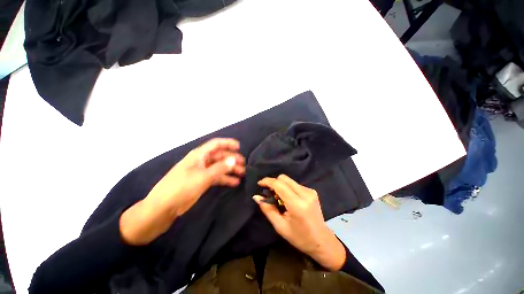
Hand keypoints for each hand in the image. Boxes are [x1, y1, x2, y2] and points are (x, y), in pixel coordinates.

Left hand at [120, 138, 244, 244]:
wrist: (163, 207)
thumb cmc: (181, 187)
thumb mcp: (203, 176)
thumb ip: (220, 167)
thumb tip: (234, 159)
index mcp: (199, 155)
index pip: (216, 144)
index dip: (227, 143)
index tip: (239, 146)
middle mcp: (202, 161)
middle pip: (220, 156)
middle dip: (232, 158)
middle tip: (243, 164)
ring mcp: (203, 171)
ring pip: (220, 167)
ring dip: (231, 169)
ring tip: (242, 173)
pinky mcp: (203, 181)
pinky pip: (217, 177)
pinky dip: (225, 179)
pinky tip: (234, 182)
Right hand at [253, 175, 345, 270]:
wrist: (322, 241)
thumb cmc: (300, 237)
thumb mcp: (280, 226)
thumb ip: (267, 209)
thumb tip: (256, 197)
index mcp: (297, 204)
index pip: (279, 185)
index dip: (268, 181)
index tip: (259, 184)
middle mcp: (305, 194)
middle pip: (284, 178)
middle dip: (274, 183)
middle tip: (269, 194)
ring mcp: (310, 191)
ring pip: (289, 180)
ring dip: (280, 186)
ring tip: (278, 199)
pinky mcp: (312, 191)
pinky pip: (295, 184)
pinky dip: (287, 188)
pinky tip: (288, 199)